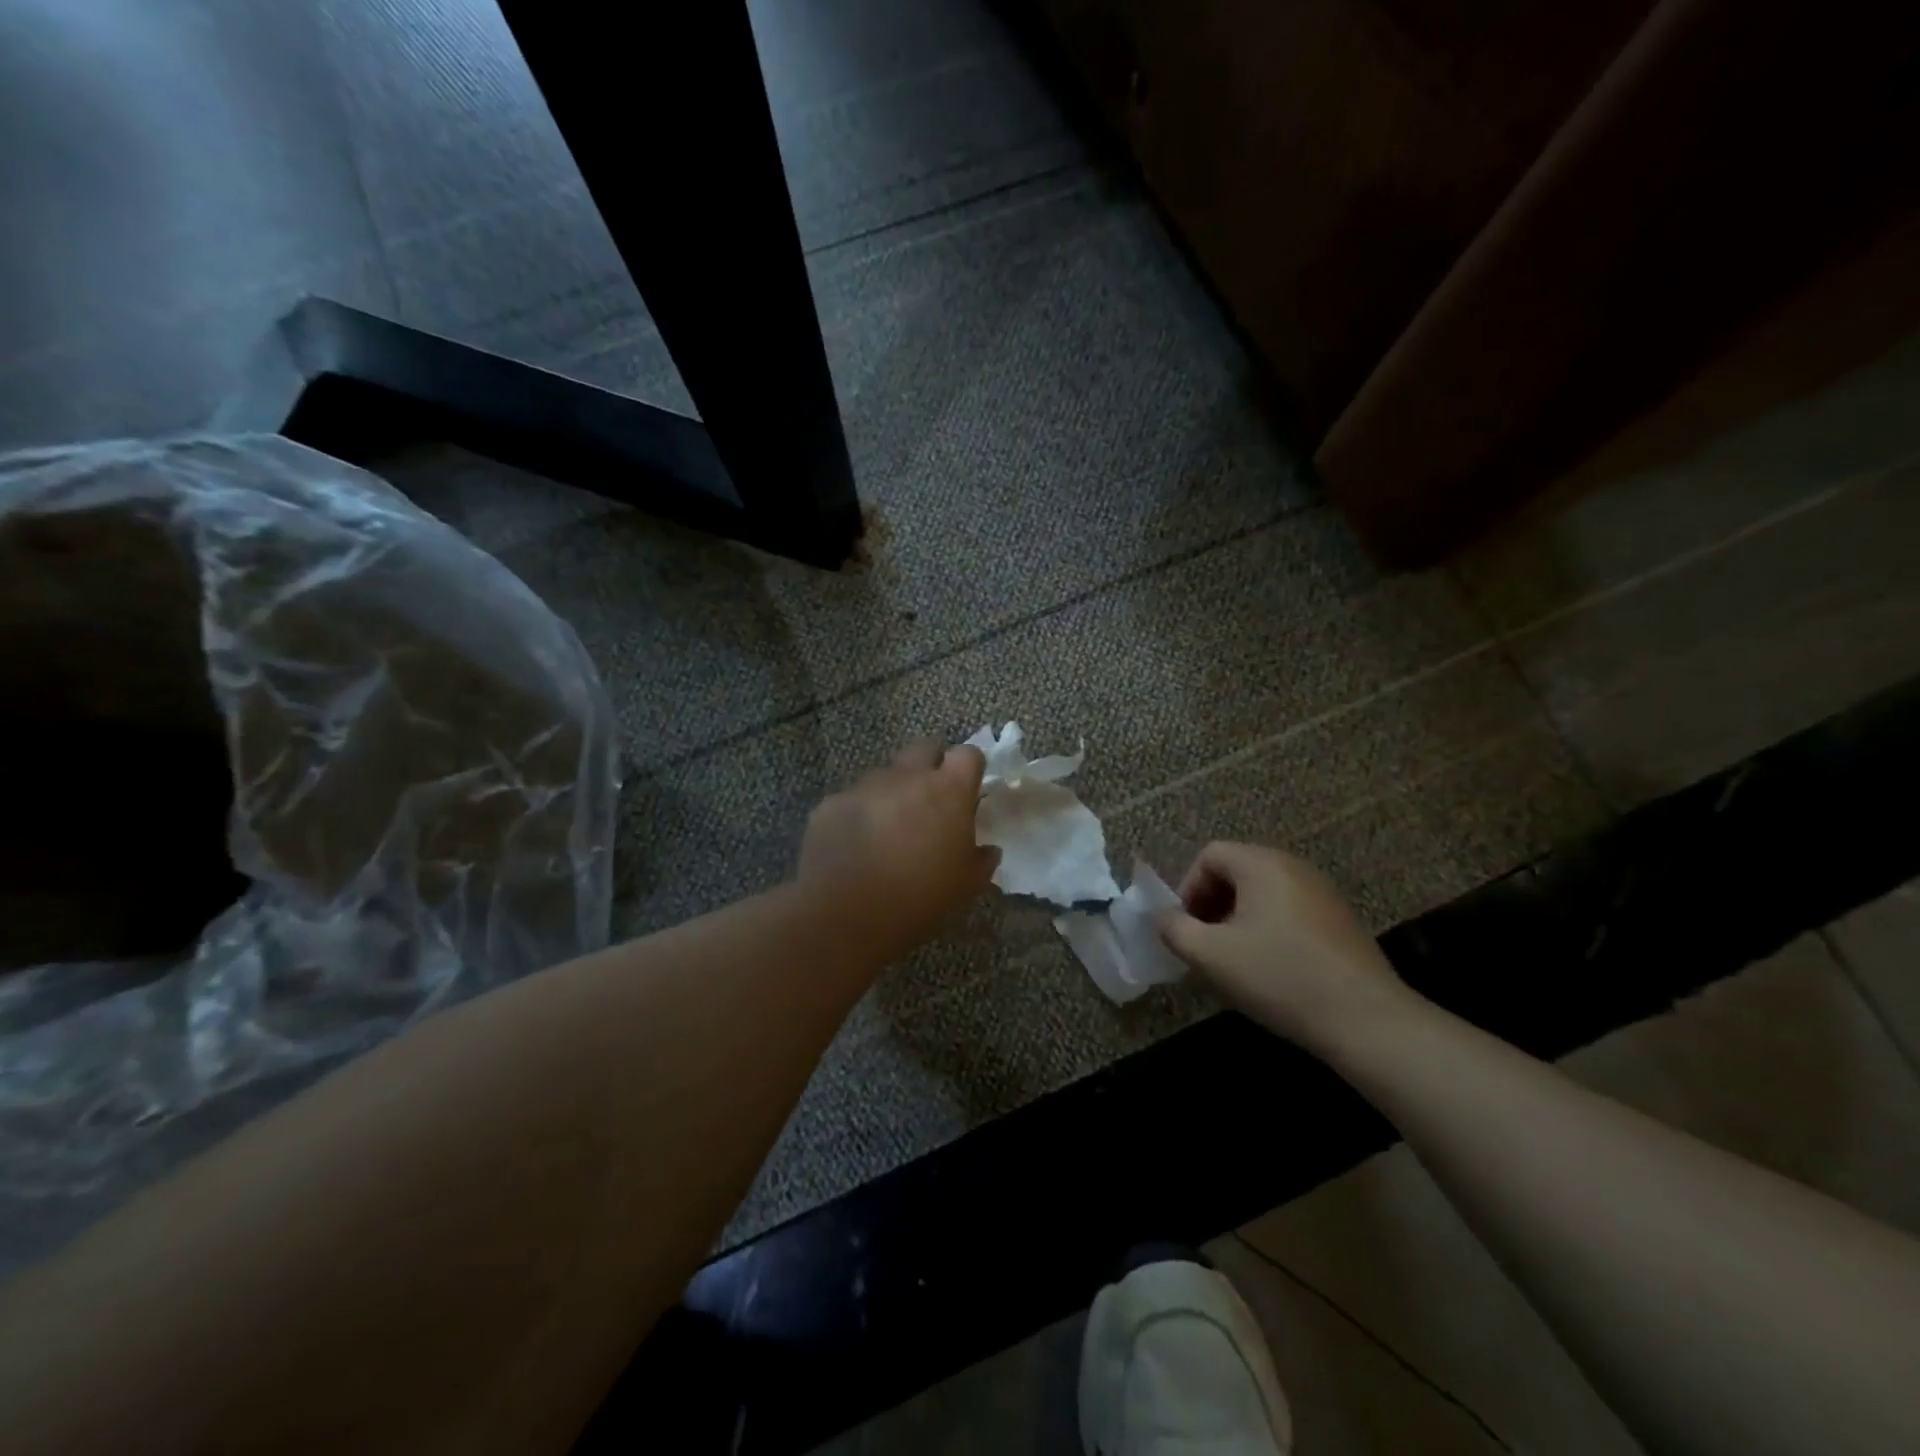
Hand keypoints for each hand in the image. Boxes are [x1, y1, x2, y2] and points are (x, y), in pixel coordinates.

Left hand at [796, 739, 999, 964]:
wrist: (846, 914)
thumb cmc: (920, 898)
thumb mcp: (967, 886)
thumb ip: (982, 860)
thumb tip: (987, 850)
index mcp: (947, 791)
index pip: (968, 754)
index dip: (969, 768)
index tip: (968, 790)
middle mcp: (906, 777)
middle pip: (924, 748)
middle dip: (931, 765)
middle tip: (931, 800)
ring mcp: (865, 787)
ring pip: (885, 776)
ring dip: (892, 793)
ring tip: (888, 830)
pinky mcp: (831, 804)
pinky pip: (852, 801)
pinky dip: (858, 815)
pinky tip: (854, 847)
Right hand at [1157, 841, 1414, 1052]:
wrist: (1367, 1021)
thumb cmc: (1280, 977)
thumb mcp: (1211, 955)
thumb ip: (1175, 930)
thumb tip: (1162, 917)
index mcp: (1262, 864)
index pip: (1210, 855)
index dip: (1187, 888)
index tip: (1186, 928)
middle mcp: (1294, 867)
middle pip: (1237, 871)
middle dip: (1211, 904)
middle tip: (1205, 945)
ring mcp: (1322, 893)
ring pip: (1263, 893)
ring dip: (1237, 919)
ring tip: (1235, 960)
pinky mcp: (1340, 921)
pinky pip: (1289, 911)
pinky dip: (1268, 929)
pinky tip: (1272, 970)